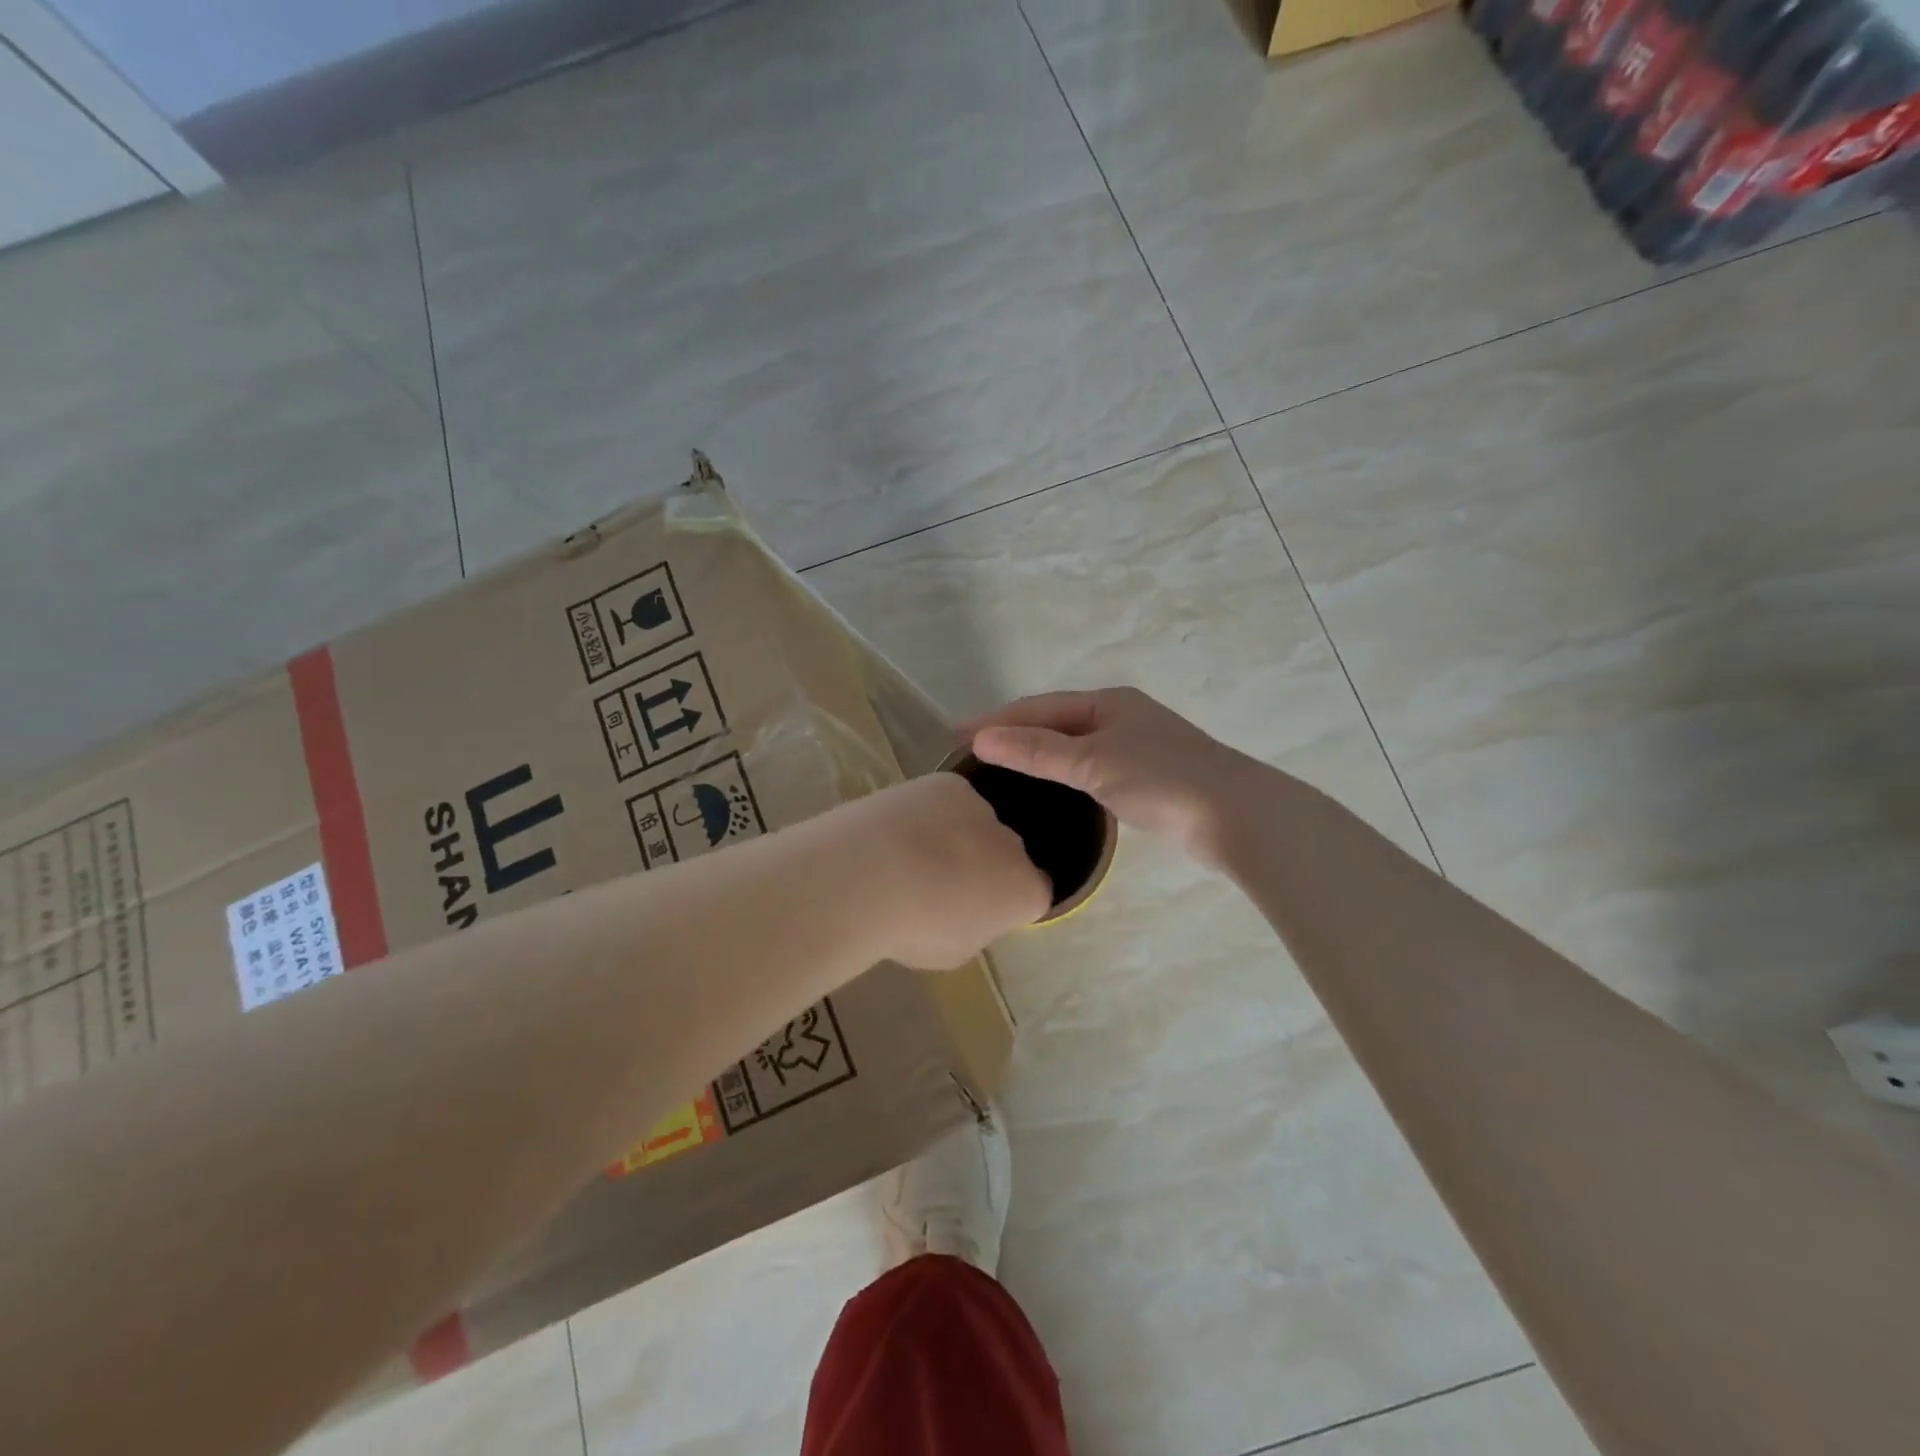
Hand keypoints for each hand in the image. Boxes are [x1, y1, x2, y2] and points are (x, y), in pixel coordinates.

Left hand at [848, 773, 1052, 970]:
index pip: (1035, 894)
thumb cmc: (913, 929)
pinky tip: (898, 829)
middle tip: (941, 886)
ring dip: (957, 836)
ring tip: (910, 855)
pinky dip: (930, 812)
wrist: (868, 875)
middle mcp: (1014, 845)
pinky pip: (948, 801)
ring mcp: (982, 808)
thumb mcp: (953, 951)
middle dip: (985, 865)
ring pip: (977, 823)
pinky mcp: (949, 784)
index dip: (1008, 903)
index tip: (979, 912)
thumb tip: (967, 911)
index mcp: (1024, 891)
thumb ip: (973, 926)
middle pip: (1008, 854)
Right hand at [965, 688, 1259, 870]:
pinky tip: (1053, 788)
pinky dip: (1064, 772)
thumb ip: (1037, 751)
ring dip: (1038, 753)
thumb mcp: (1093, 762)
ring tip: (1003, 768)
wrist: (1236, 816)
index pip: (1039, 707)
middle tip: (974, 752)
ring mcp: (1136, 747)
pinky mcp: (1148, 777)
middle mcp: (1120, 717)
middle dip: (1015, 733)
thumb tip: (981, 737)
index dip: (997, 719)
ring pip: (1074, 746)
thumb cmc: (1162, 780)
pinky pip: (1091, 766)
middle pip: (1055, 722)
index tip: (956, 733)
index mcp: (1107, 703)